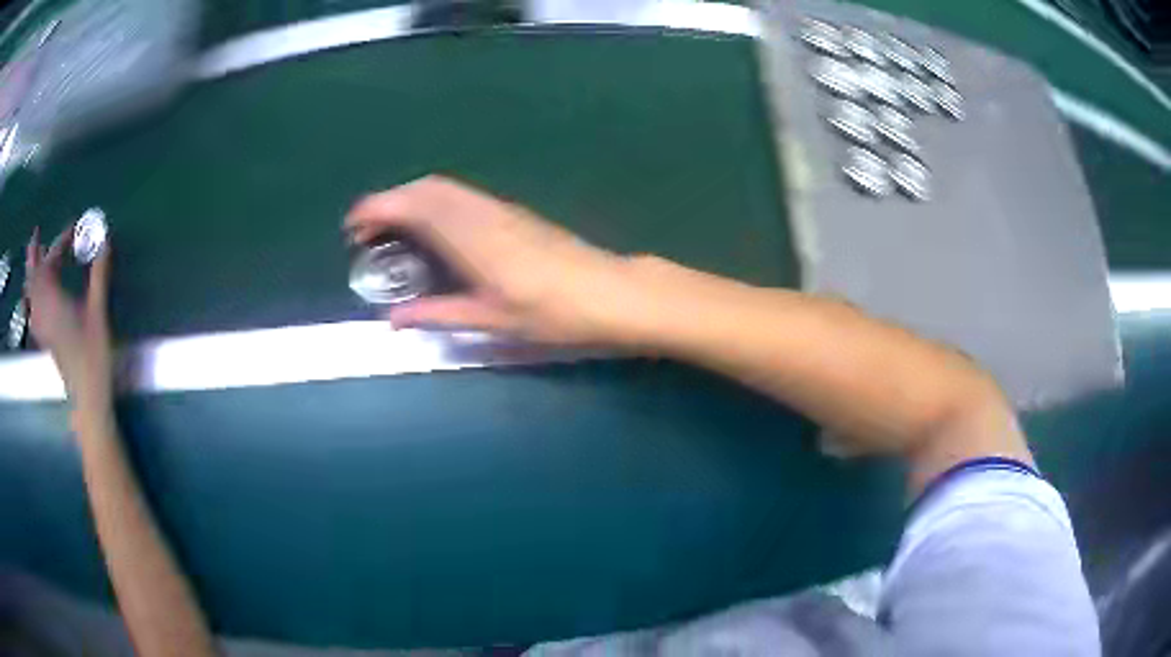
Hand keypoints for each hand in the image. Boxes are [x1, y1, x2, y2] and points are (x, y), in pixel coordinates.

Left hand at [26, 226, 113, 416]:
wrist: (86, 397)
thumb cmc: (93, 355)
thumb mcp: (98, 313)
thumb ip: (99, 275)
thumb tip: (104, 239)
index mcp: (53, 300)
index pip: (51, 262)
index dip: (60, 241)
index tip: (74, 229)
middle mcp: (42, 310)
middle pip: (33, 276)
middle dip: (34, 254)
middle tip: (36, 234)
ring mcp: (41, 326)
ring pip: (30, 293)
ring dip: (31, 273)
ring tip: (34, 260)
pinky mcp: (43, 338)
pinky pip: (32, 308)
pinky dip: (32, 295)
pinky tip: (35, 296)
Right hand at [346, 176, 651, 345]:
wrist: (609, 292)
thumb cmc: (552, 312)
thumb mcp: (490, 319)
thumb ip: (437, 314)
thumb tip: (394, 319)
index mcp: (469, 236)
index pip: (412, 206)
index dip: (376, 210)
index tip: (352, 228)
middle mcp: (480, 212)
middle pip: (424, 188)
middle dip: (388, 202)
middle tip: (366, 234)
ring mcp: (498, 208)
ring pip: (443, 188)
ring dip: (410, 199)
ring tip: (392, 232)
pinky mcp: (512, 213)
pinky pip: (461, 196)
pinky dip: (434, 203)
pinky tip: (432, 230)